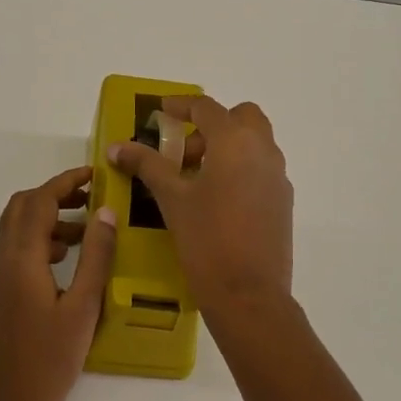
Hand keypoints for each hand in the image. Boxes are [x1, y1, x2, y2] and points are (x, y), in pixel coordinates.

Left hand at [0, 166, 117, 400]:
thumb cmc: (50, 360)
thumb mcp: (83, 307)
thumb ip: (95, 256)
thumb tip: (105, 213)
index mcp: (20, 258)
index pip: (39, 201)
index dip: (66, 182)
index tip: (94, 175)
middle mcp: (0, 261)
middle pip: (21, 208)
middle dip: (54, 196)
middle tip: (90, 200)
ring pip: (15, 229)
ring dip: (46, 219)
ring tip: (84, 233)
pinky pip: (13, 252)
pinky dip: (37, 242)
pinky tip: (64, 262)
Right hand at [108, 95, 293, 316]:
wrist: (249, 295)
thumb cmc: (207, 239)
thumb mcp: (172, 199)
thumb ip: (146, 165)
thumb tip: (117, 147)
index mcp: (235, 142)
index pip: (206, 107)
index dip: (180, 105)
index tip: (160, 112)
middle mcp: (263, 151)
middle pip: (240, 118)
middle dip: (210, 125)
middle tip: (182, 153)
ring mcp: (278, 177)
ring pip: (253, 144)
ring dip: (225, 147)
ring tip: (192, 179)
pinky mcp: (283, 202)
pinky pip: (260, 170)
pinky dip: (238, 170)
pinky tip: (214, 201)